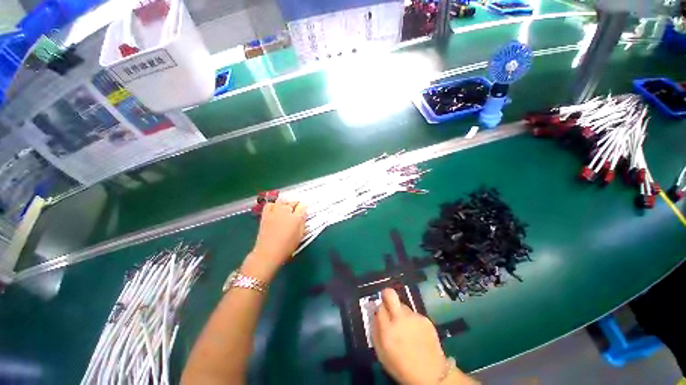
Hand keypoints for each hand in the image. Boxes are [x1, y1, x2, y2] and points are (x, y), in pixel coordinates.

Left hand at [241, 199, 306, 281]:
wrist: (268, 253)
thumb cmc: (287, 247)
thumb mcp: (300, 236)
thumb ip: (303, 223)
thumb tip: (304, 215)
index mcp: (296, 218)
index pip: (303, 206)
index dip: (304, 208)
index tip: (304, 212)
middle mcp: (286, 212)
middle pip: (293, 202)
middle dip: (296, 204)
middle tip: (297, 210)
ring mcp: (274, 212)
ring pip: (282, 201)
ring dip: (286, 203)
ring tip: (287, 208)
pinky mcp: (265, 215)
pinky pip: (270, 204)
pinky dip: (274, 205)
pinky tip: (276, 209)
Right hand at [372, 289, 474, 384]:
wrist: (432, 376)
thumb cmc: (401, 367)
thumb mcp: (381, 353)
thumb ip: (376, 330)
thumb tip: (374, 313)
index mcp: (388, 330)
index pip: (378, 306)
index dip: (378, 307)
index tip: (379, 311)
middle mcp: (400, 319)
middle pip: (390, 294)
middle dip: (386, 294)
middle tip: (386, 301)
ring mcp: (414, 317)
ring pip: (402, 305)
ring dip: (400, 312)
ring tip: (405, 328)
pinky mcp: (426, 319)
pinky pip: (414, 314)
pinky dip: (412, 320)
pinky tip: (416, 333)